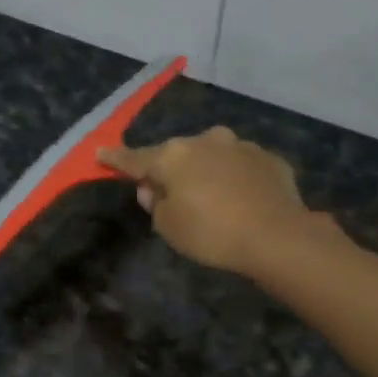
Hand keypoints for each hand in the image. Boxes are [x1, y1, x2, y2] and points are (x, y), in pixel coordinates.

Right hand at [97, 127, 331, 277]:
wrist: (277, 236)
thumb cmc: (211, 233)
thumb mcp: (168, 227)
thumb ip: (155, 204)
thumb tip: (154, 189)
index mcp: (173, 157)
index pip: (135, 159)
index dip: (116, 159)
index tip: (100, 153)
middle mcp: (205, 141)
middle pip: (177, 155)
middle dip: (169, 170)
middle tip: (168, 193)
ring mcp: (240, 146)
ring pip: (211, 156)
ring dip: (205, 171)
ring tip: (211, 198)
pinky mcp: (268, 158)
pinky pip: (240, 167)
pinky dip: (234, 179)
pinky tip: (241, 200)